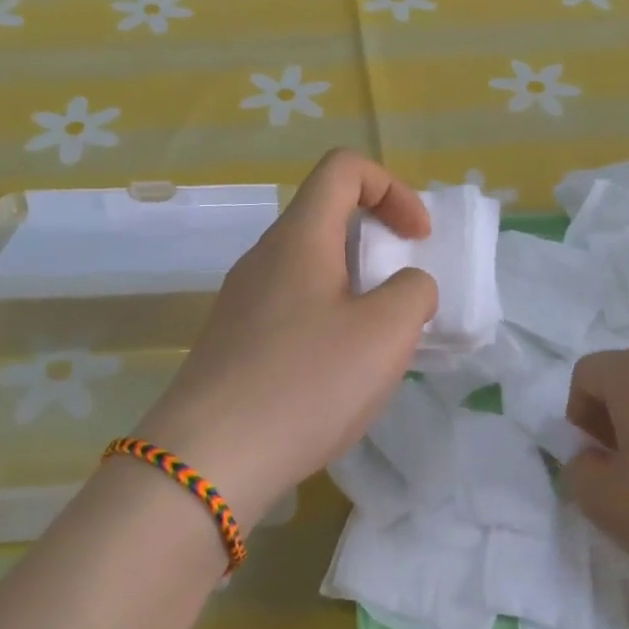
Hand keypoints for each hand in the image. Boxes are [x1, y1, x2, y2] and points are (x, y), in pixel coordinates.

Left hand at [131, 150, 437, 531]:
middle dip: (377, 245)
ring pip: (309, 270)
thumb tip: (405, 288)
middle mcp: (263, 258)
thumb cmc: (306, 383)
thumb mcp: (385, 333)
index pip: (344, 168)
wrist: (210, 459)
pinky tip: (334, 377)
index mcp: (299, 237)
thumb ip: (413, 293)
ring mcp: (240, 302)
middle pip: (325, 218)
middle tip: (402, 298)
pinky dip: (326, 323)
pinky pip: (291, 311)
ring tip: (375, 346)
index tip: (418, 240)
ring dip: (354, 291)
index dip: (392, 189)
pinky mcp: (232, 343)